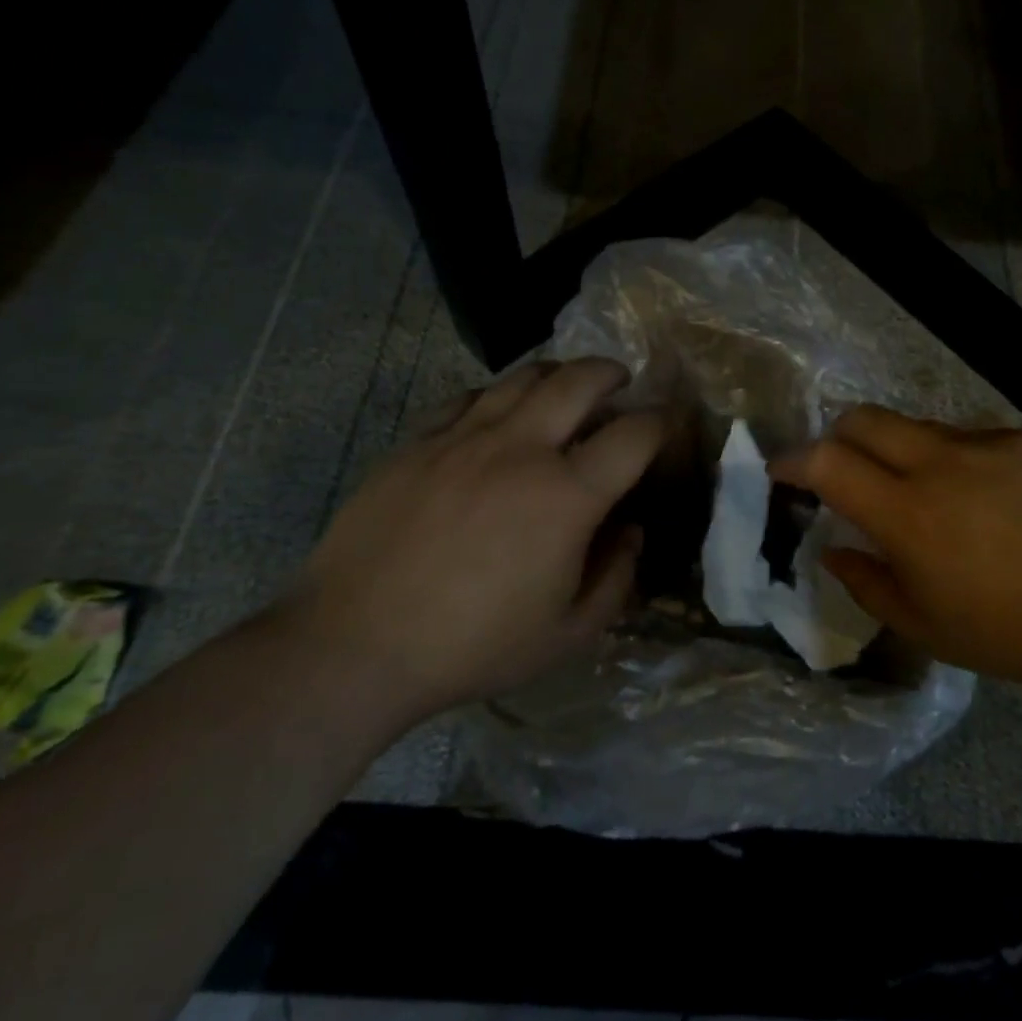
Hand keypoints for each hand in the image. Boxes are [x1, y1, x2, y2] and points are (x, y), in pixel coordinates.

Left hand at [281, 359, 664, 727]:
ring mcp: (463, 439)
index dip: (661, 422)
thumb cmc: (473, 647)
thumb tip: (631, 530)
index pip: (634, 434)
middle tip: (619, 381)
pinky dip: (497, 396)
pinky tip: (497, 414)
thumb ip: (616, 577)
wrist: (355, 645)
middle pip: (579, 381)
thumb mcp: (568, 634)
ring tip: (564, 387)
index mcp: (567, 496)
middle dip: (611, 373)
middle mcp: (521, 450)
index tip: (666, 422)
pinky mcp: (417, 443)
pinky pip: (468, 398)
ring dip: (557, 374)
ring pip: (522, 377)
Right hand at [770, 406, 1021, 692]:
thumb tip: (833, 551)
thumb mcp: (922, 626)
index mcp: (907, 513)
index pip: (827, 460)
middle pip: (863, 418)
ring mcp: (986, 444)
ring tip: (924, 495)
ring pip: (917, 426)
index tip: (782, 472)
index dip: (792, 460)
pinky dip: (955, 462)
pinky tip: (985, 501)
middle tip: (842, 471)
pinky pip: (970, 439)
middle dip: (837, 436)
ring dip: (899, 452)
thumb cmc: (1008, 631)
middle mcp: (939, 463)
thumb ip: (865, 582)